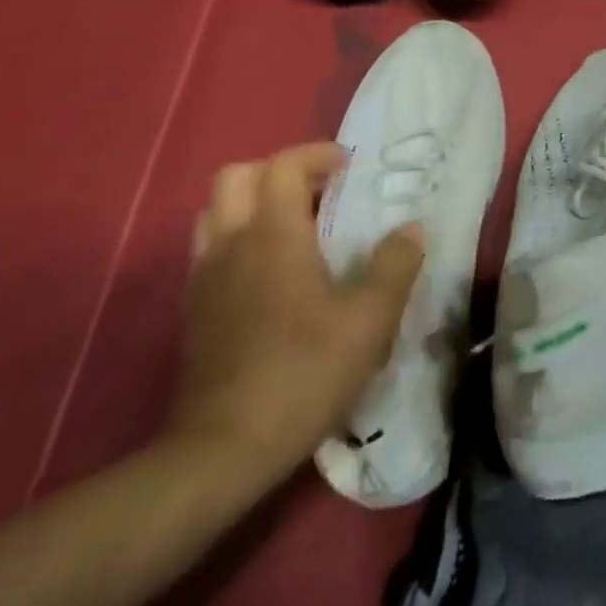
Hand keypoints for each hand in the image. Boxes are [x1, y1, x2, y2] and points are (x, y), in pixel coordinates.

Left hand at [170, 141, 423, 485]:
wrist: (223, 451)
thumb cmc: (303, 372)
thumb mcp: (370, 319)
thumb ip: (395, 265)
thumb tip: (412, 228)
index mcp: (273, 235)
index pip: (283, 165)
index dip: (317, 155)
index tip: (350, 169)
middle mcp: (232, 244)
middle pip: (237, 177)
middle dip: (279, 172)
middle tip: (319, 192)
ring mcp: (204, 278)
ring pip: (217, 212)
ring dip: (253, 204)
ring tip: (295, 228)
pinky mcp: (193, 311)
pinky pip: (211, 250)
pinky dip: (239, 240)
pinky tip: (271, 276)